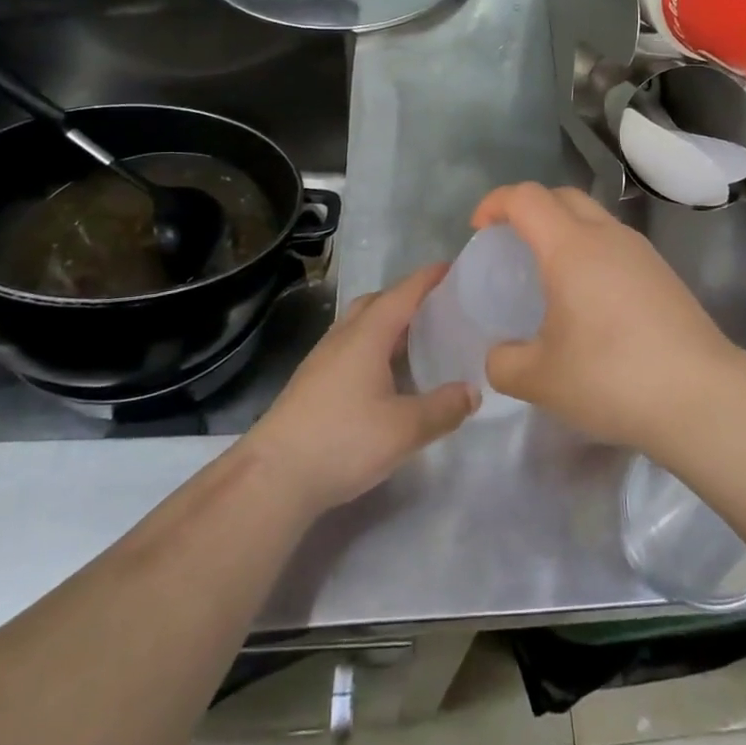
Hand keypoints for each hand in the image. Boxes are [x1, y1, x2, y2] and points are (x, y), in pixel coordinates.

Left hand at [241, 264, 478, 515]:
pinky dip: (374, 347)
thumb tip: (472, 391)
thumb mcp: (405, 429)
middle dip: (407, 298)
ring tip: (417, 340)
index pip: (403, 293)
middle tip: (439, 308)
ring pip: (360, 325)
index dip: (429, 278)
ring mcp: (323, 359)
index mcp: (367, 335)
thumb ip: (443, 408)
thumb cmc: (342, 441)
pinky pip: (350, 348)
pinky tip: (386, 375)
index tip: (454, 268)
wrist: (273, 477)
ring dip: (388, 324)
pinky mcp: (312, 382)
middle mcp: (343, 337)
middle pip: (377, 302)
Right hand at [474, 183, 735, 449]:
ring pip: (593, 218)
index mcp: (571, 247)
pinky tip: (589, 301)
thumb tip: (500, 356)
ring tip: (548, 275)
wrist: (702, 396)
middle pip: (561, 196)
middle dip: (528, 209)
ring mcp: (641, 252)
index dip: (495, 204)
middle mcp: (607, 236)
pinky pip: (615, 244)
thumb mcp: (541, 380)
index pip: (526, 198)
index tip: (479, 230)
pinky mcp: (663, 274)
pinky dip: (590, 252)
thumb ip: (504, 363)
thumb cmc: (613, 378)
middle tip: (510, 246)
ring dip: (563, 230)